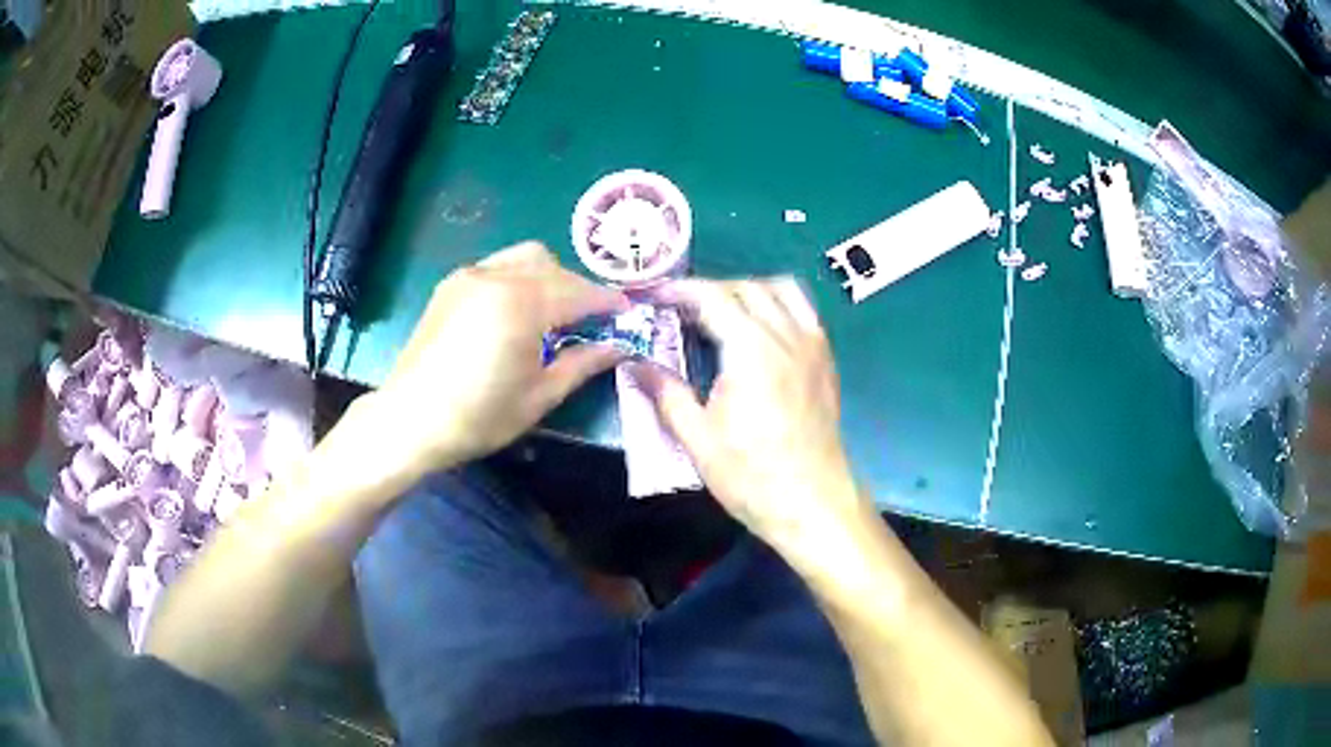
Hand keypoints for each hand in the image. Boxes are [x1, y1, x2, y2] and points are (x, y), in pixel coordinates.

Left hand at [364, 242, 628, 478]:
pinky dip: (519, 279)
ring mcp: (469, 276)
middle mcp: (495, 277)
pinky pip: (497, 267)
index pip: (578, 292)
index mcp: (521, 304)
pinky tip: (517, 311)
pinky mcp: (451, 285)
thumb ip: (582, 363)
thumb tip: (617, 347)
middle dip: (577, 288)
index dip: (607, 301)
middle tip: (589, 320)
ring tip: (553, 312)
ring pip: (524, 258)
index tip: (627, 312)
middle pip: (553, 266)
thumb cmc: (479, 416)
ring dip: (549, 277)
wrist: (410, 419)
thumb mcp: (539, 396)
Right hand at [627, 278, 874, 568]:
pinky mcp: (827, 361)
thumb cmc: (751, 475)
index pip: (714, 297)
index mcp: (751, 349)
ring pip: (782, 290)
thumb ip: (665, 393)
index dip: (681, 290)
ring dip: (748, 290)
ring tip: (723, 313)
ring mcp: (813, 345)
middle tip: (681, 311)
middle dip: (711, 290)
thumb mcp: (697, 438)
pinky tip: (761, 331)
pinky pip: (804, 312)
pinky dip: (779, 305)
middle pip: (747, 287)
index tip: (656, 296)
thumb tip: (634, 363)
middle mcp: (786, 335)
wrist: (813, 502)